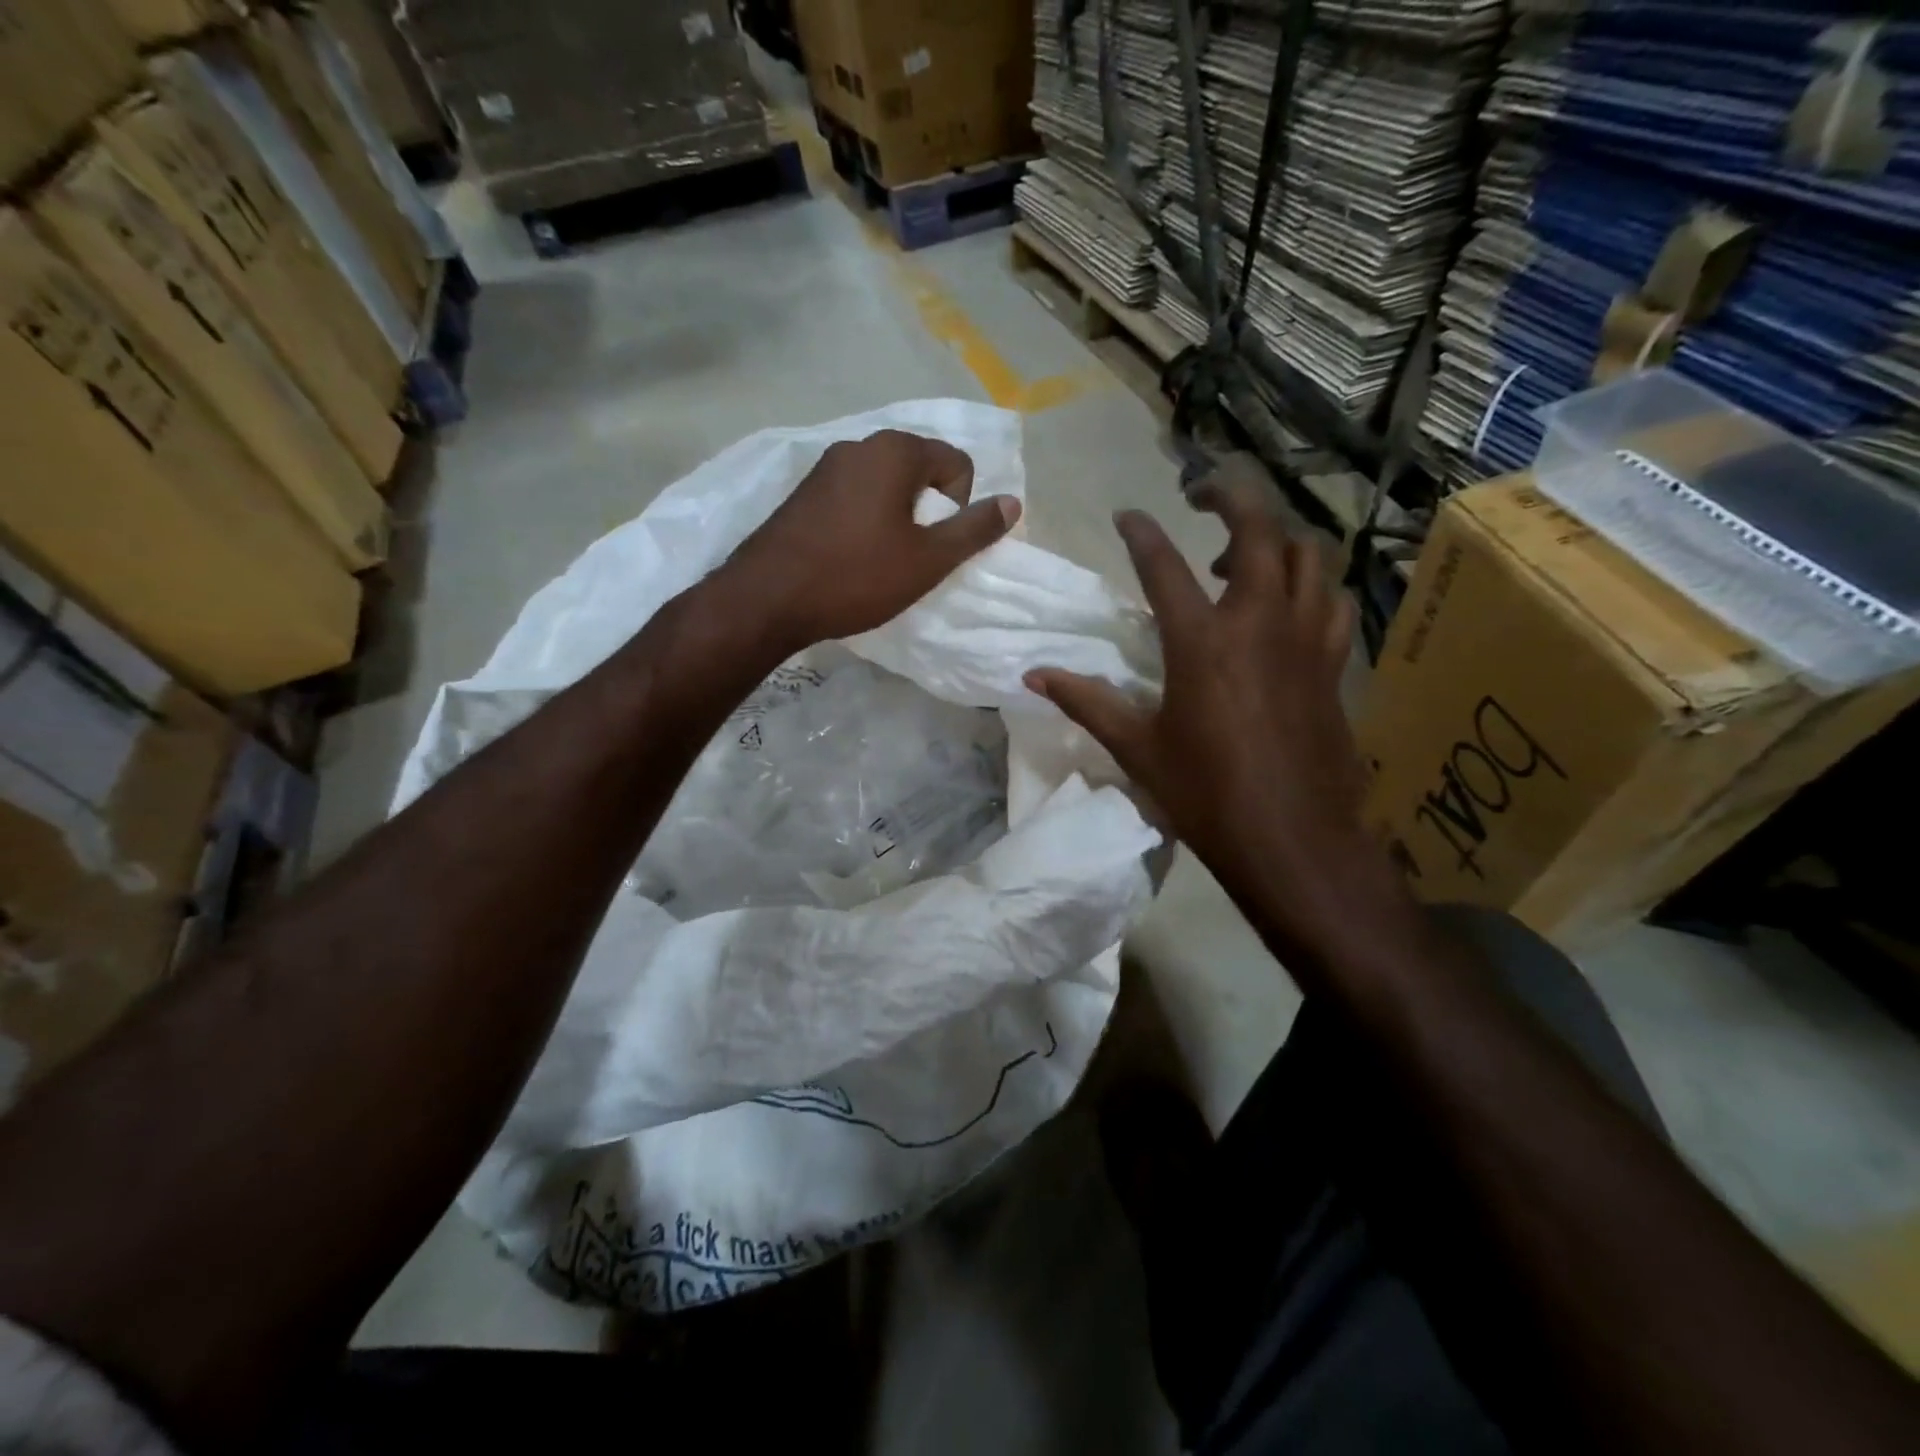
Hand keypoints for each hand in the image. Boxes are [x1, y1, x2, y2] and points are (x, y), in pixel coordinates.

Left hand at [722, 430, 1020, 652]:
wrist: (768, 598)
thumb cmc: (857, 576)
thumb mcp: (928, 560)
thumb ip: (974, 529)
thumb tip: (1012, 502)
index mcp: (895, 451)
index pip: (956, 461)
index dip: (961, 505)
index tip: (937, 544)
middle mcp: (859, 445)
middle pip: (919, 468)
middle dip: (928, 509)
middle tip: (914, 554)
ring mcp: (825, 466)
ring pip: (884, 483)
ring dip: (896, 516)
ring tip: (881, 559)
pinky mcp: (802, 491)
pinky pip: (853, 495)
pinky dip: (865, 519)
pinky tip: (850, 556)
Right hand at [1025, 486, 1382, 940]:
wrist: (1292, 838)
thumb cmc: (1205, 795)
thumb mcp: (1137, 748)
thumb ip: (1086, 702)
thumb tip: (1032, 677)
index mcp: (1201, 641)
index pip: (1163, 565)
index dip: (1140, 533)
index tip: (1126, 516)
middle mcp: (1258, 622)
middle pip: (1258, 530)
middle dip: (1231, 496)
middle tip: (1202, 493)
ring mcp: (1305, 638)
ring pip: (1307, 556)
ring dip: (1275, 538)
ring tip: (1242, 556)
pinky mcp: (1332, 662)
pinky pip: (1331, 600)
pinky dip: (1311, 585)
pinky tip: (1289, 605)